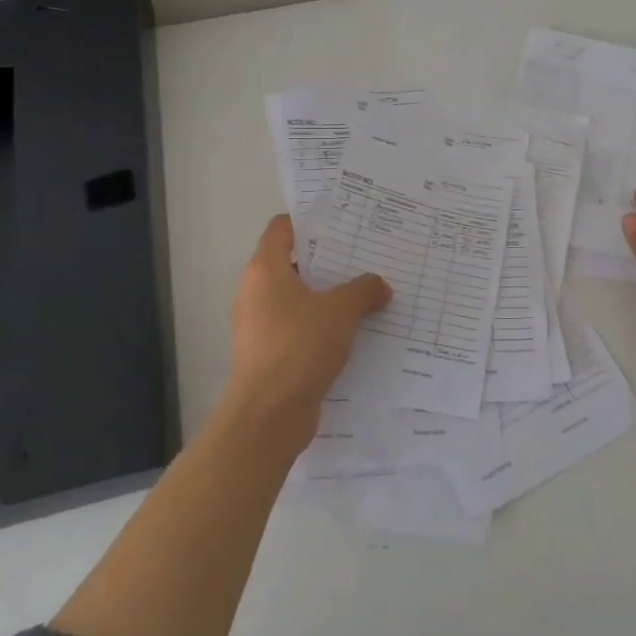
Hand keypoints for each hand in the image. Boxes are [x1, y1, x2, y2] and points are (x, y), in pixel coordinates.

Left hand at [222, 215, 390, 447]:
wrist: (268, 415)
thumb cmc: (299, 347)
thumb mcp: (341, 311)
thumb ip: (363, 290)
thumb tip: (379, 286)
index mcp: (264, 270)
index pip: (282, 228)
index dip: (310, 220)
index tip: (343, 221)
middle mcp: (255, 292)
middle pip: (292, 263)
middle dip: (328, 260)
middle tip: (366, 255)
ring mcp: (259, 325)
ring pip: (298, 298)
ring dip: (328, 296)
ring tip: (367, 292)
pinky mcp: (268, 354)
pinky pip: (299, 327)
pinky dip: (322, 325)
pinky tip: (355, 330)